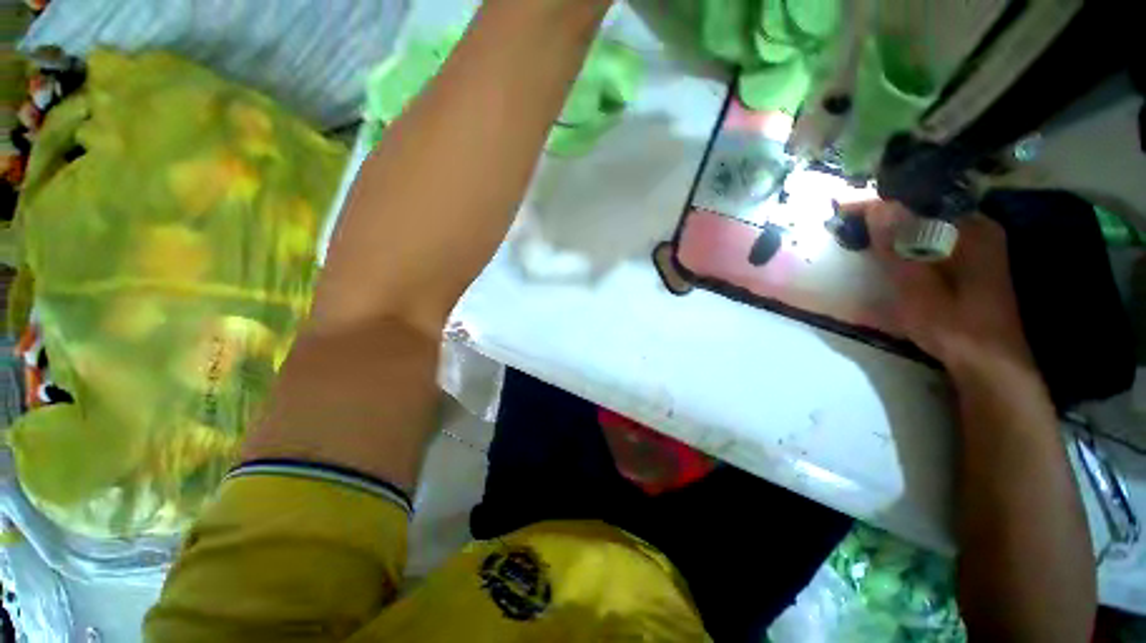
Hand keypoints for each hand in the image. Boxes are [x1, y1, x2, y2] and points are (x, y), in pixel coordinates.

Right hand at [861, 201, 1034, 373]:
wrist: (988, 363)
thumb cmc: (953, 326)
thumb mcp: (919, 287)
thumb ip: (899, 247)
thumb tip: (878, 206)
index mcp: (972, 230)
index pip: (919, 202)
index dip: (879, 204)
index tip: (842, 210)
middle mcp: (978, 229)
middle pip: (923, 210)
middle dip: (884, 214)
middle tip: (847, 224)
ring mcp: (977, 246)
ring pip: (926, 225)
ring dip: (893, 229)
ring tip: (860, 234)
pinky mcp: (970, 263)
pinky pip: (931, 240)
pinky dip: (906, 242)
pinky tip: (888, 252)